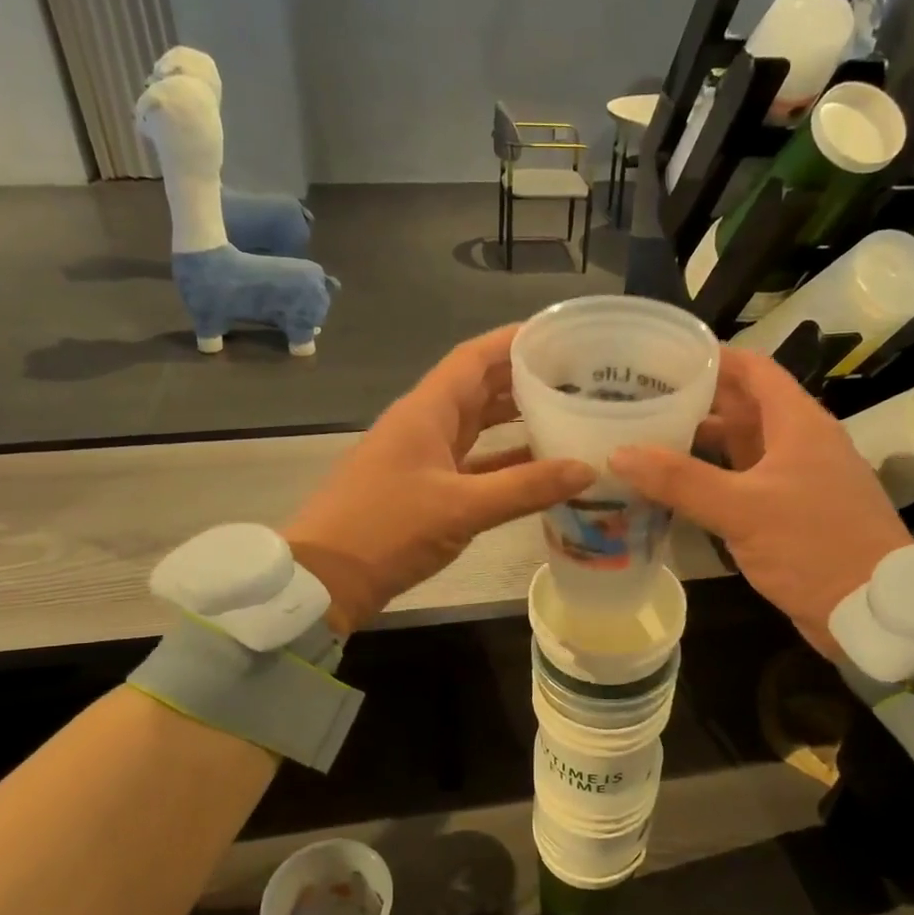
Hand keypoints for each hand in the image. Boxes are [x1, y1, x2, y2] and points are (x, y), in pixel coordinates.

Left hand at [283, 326, 593, 632]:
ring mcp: (423, 457)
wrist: (325, 579)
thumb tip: (588, 469)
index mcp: (426, 410)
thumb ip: (525, 488)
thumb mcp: (461, 508)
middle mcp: (425, 424)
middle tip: (579, 378)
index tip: (561, 336)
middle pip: (480, 388)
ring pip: (477, 426)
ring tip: (568, 414)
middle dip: (526, 379)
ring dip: (517, 420)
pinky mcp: (425, 488)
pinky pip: (473, 463)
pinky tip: (539, 469)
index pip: (475, 357)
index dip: (515, 341)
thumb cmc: (386, 530)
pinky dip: (504, 462)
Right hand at [608, 348, 910, 656]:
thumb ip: (679, 480)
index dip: (710, 357)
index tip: (661, 356)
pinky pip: (741, 483)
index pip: (752, 369)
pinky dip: (709, 480)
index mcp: (797, 423)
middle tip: (639, 400)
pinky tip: (673, 490)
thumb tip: (618, 453)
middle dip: (694, 400)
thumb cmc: (814, 545)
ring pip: (739, 448)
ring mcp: (794, 479)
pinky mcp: (788, 514)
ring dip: (698, 443)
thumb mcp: (742, 509)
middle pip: (741, 406)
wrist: (873, 611)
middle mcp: (798, 442)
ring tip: (645, 439)